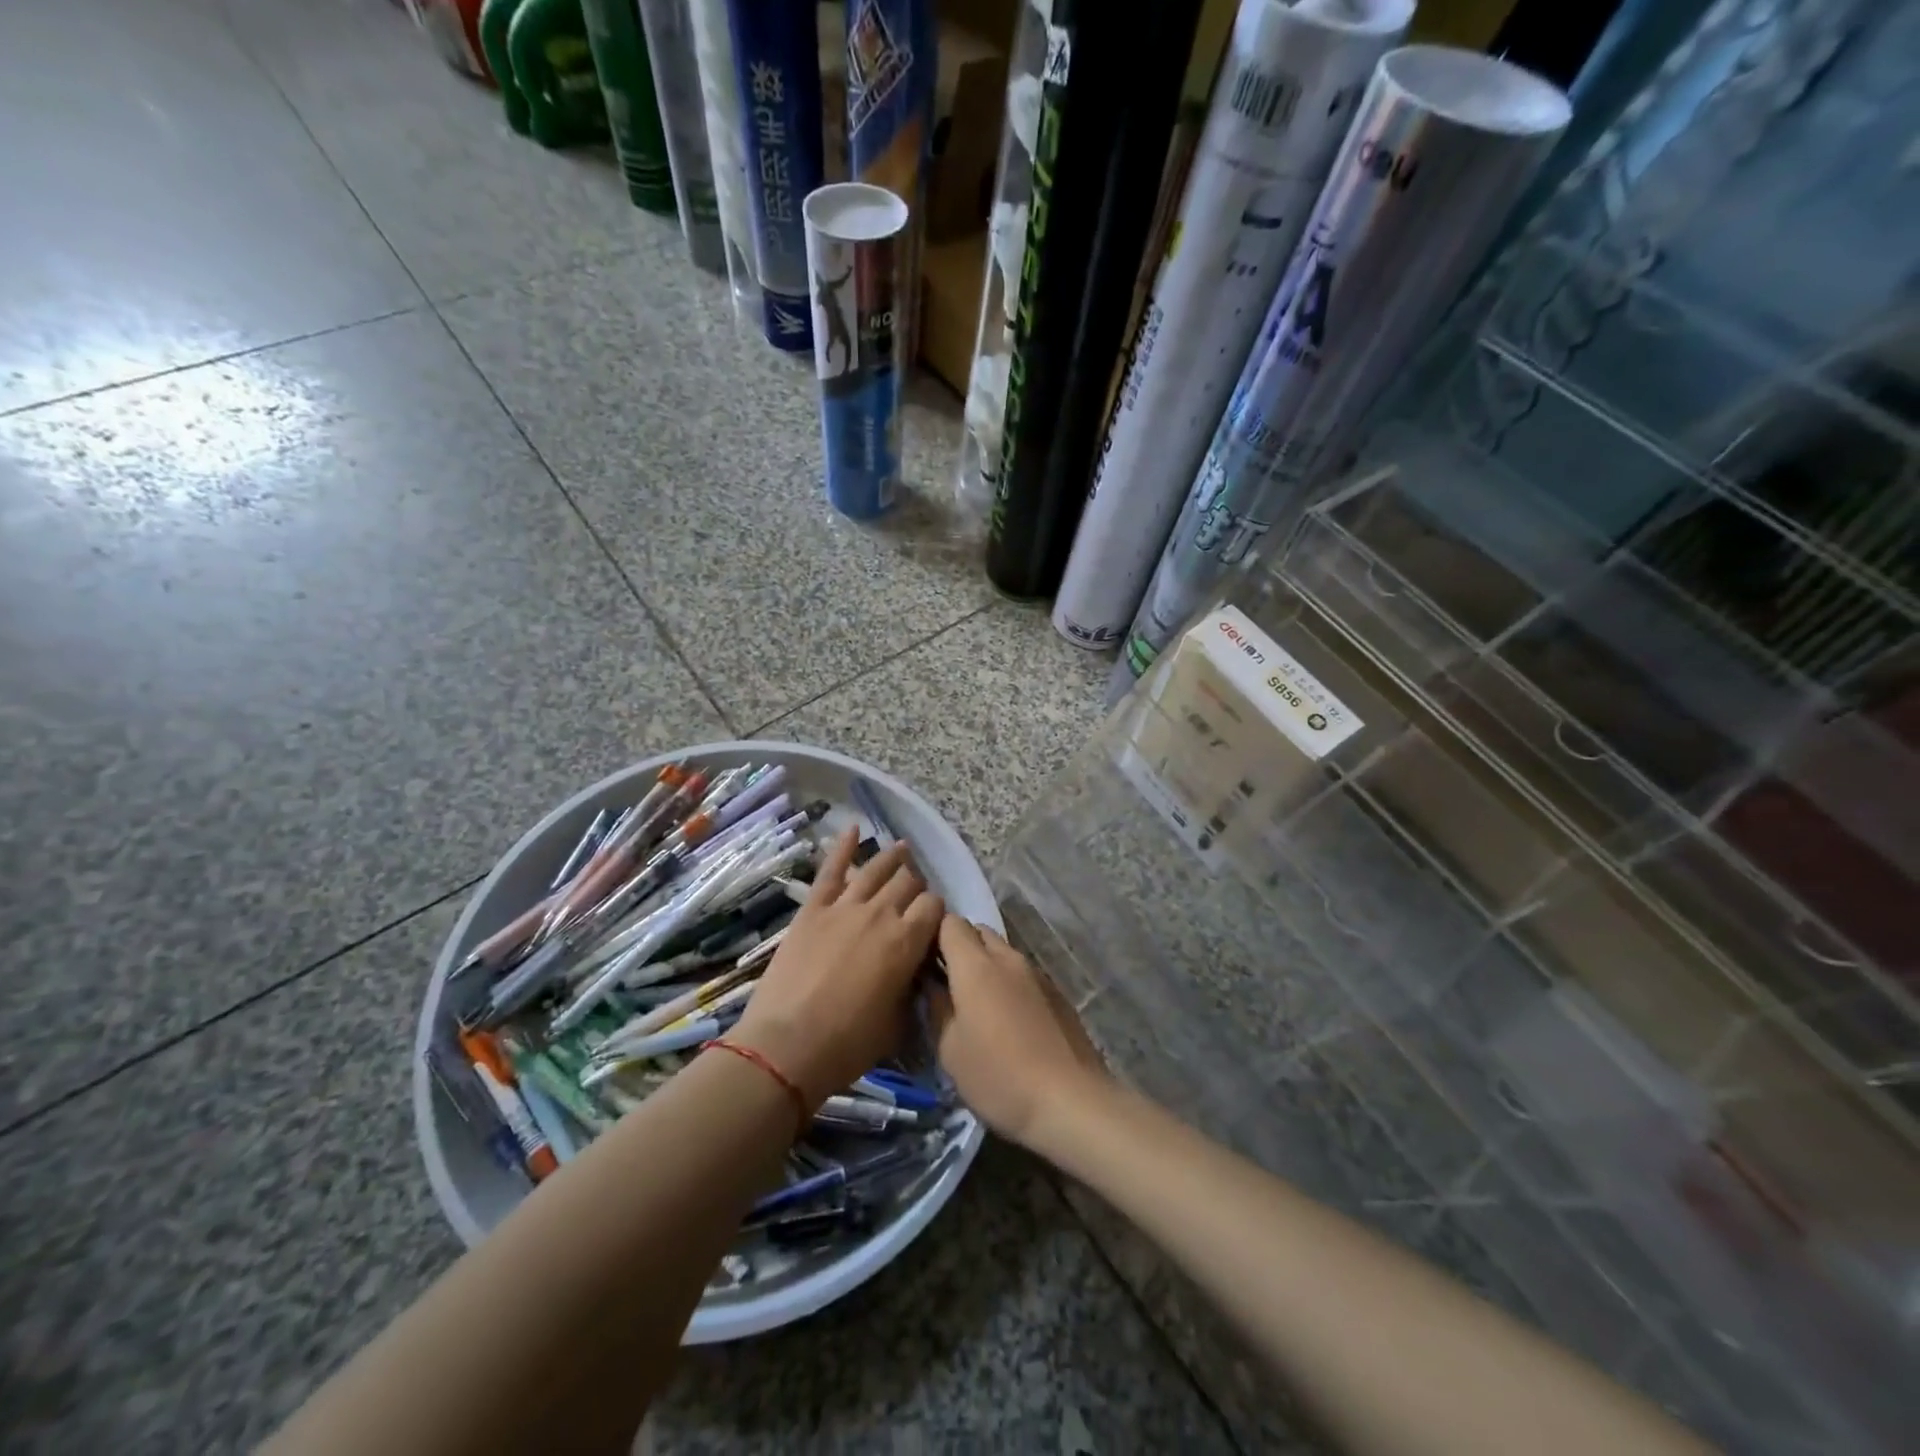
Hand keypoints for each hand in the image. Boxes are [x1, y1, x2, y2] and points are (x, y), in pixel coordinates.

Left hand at [729, 827, 943, 1109]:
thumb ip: (911, 989)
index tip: (933, 922)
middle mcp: (881, 914)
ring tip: (903, 848)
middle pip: (908, 883)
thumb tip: (914, 974)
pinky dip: (843, 846)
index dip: (936, 911)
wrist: (788, 1045)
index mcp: (907, 942)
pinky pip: (831, 870)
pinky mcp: (812, 909)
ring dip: (893, 857)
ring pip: (876, 870)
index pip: (934, 907)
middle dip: (916, 885)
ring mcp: (844, 907)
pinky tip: (853, 828)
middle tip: (914, 893)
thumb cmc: (848, 1044)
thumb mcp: (897, 1023)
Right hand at [929, 916, 1110, 1149]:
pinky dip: (1009, 983)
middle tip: (947, 983)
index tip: (923, 960)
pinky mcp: (1057, 992)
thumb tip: (930, 982)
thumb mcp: (950, 1049)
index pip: (950, 923)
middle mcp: (1008, 958)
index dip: (933, 935)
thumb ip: (936, 1007)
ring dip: (986, 965)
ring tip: (977, 1004)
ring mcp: (1036, 973)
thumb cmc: (998, 1076)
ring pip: (1003, 952)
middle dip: (960, 947)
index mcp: (976, 965)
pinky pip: (1023, 973)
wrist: (1070, 1100)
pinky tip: (1009, 1020)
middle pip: (978, 932)